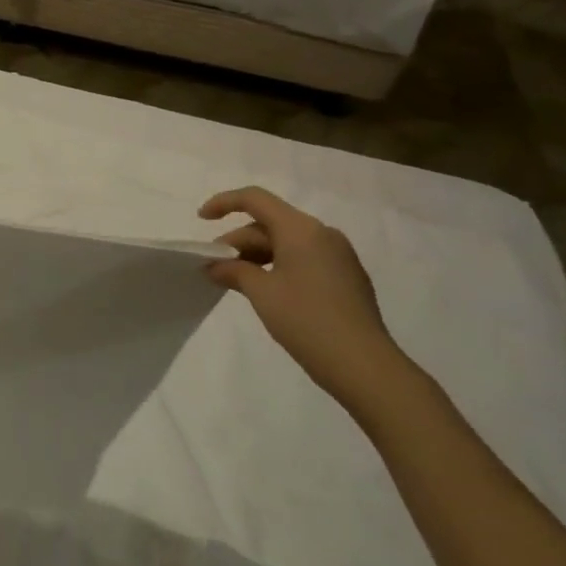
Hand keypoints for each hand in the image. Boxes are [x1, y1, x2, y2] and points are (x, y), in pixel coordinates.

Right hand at [200, 186, 416, 415]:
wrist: (364, 366)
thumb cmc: (307, 321)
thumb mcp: (261, 293)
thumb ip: (234, 271)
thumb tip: (215, 265)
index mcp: (302, 230)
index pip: (256, 199)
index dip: (224, 203)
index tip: (201, 220)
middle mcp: (322, 234)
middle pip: (270, 223)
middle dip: (238, 241)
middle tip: (213, 267)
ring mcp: (338, 256)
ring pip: (286, 243)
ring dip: (256, 256)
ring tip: (234, 281)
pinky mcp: (345, 277)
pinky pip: (303, 259)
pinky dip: (278, 266)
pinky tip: (265, 291)